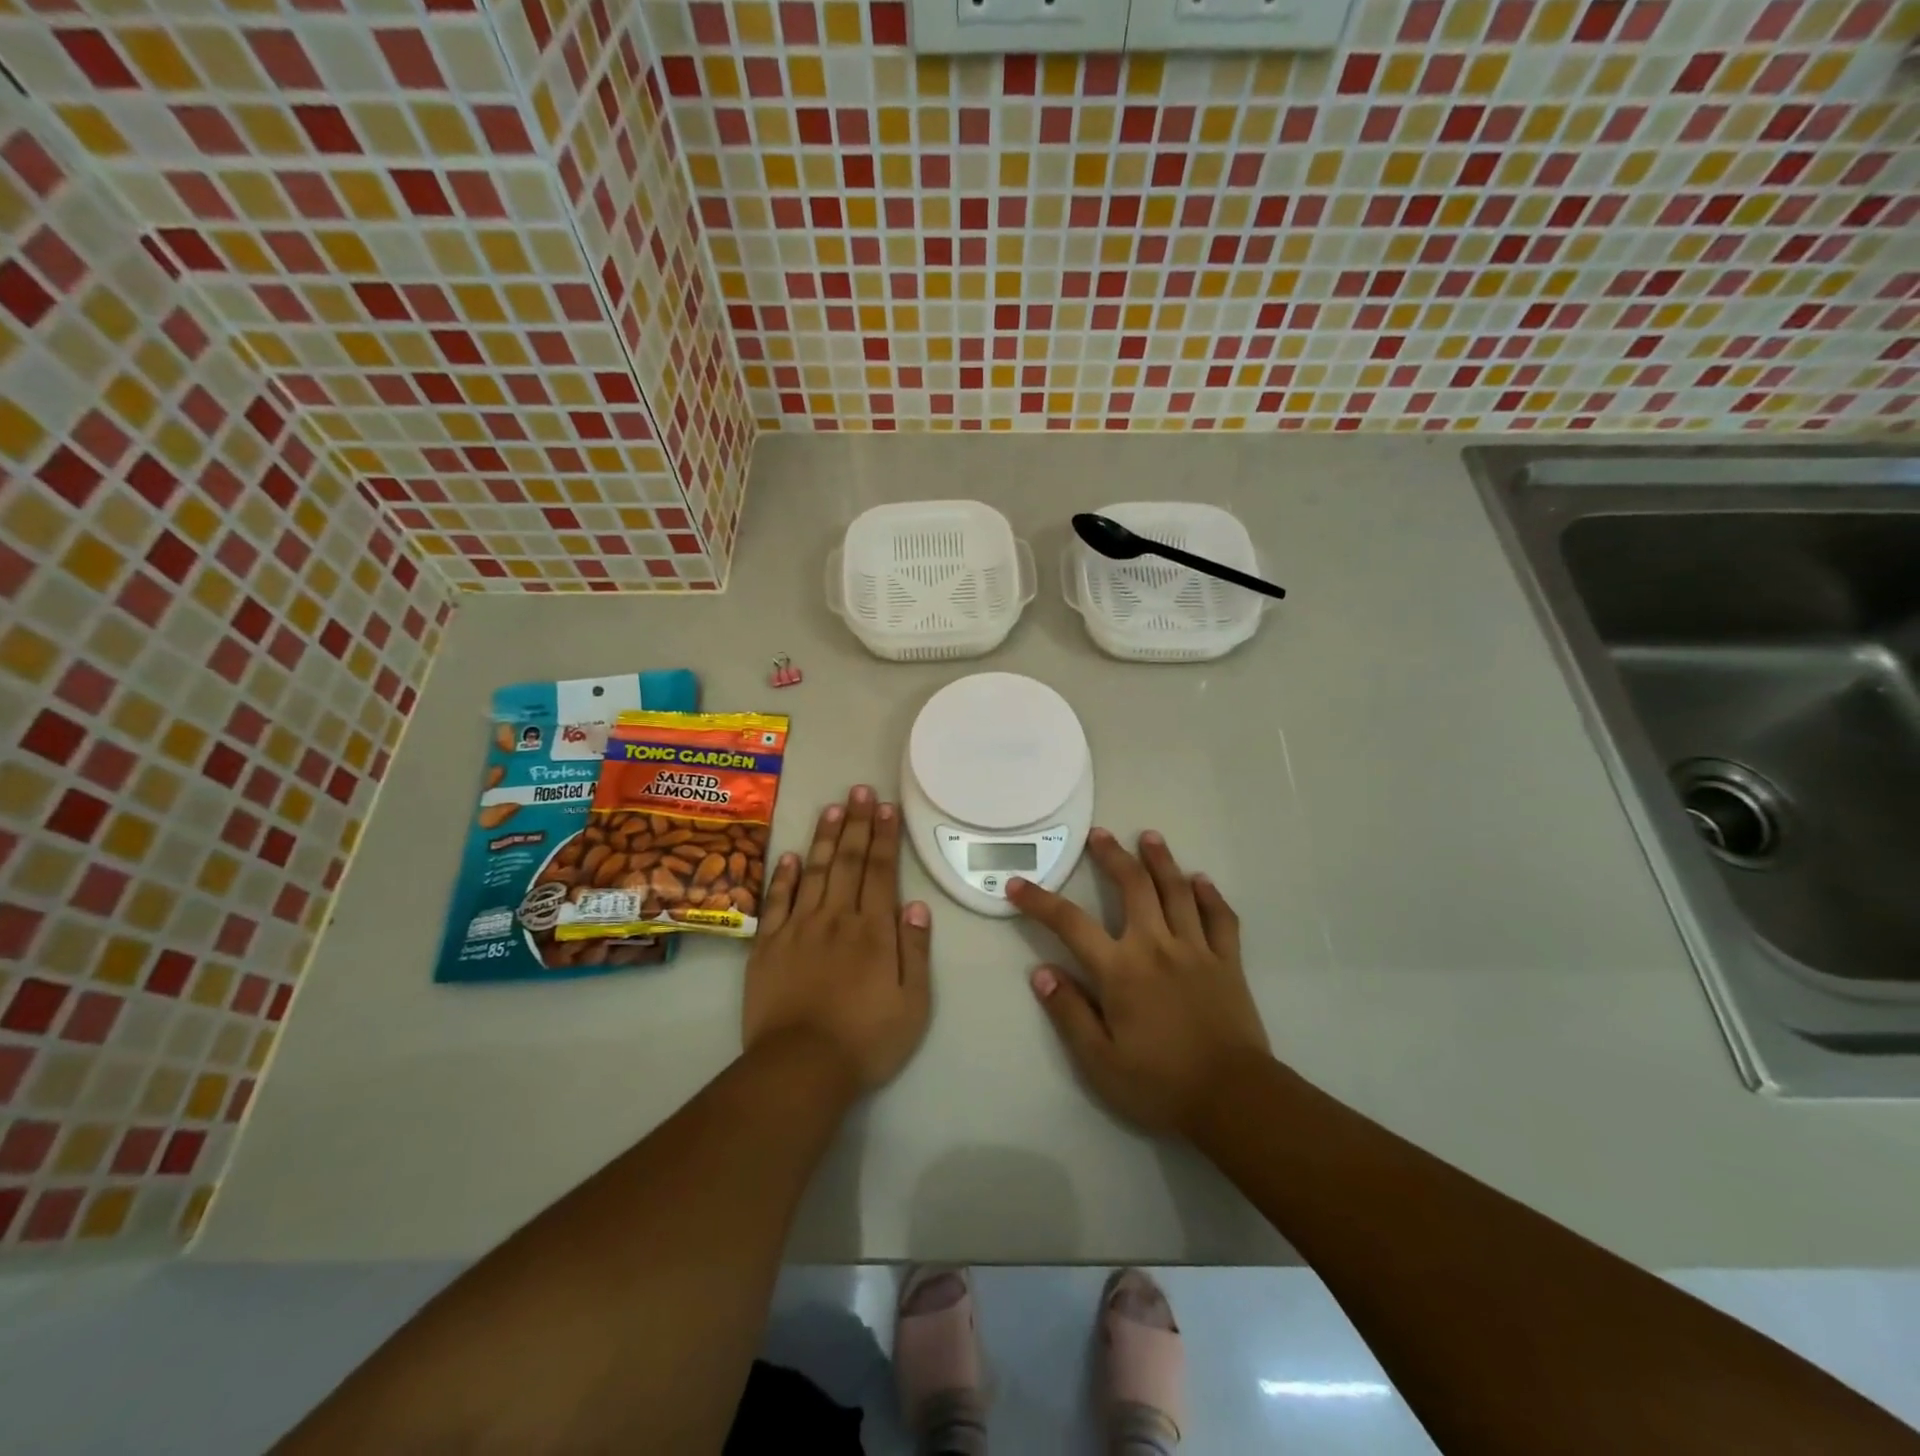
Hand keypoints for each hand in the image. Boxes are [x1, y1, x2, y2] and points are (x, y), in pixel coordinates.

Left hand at [743, 786, 932, 1095]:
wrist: (800, 1068)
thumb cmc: (866, 1040)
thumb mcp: (913, 1003)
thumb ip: (915, 950)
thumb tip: (916, 904)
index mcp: (873, 931)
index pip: (881, 872)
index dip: (885, 836)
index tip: (886, 806)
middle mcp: (836, 918)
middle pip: (849, 862)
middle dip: (857, 823)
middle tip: (860, 789)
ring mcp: (798, 928)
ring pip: (814, 871)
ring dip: (825, 837)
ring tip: (832, 807)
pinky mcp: (768, 945)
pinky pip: (777, 901)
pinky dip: (783, 875)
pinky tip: (788, 854)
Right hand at [1009, 828, 1269, 1135]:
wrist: (1234, 1099)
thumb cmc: (1160, 1084)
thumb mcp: (1099, 1061)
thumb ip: (1069, 1012)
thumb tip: (1040, 972)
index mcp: (1120, 970)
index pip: (1070, 924)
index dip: (1040, 901)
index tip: (1016, 885)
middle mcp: (1156, 946)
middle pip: (1133, 887)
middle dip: (1113, 856)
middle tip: (1100, 834)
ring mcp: (1196, 950)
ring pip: (1177, 891)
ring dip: (1161, 860)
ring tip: (1150, 836)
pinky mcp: (1227, 962)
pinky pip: (1220, 918)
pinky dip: (1210, 895)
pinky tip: (1200, 880)